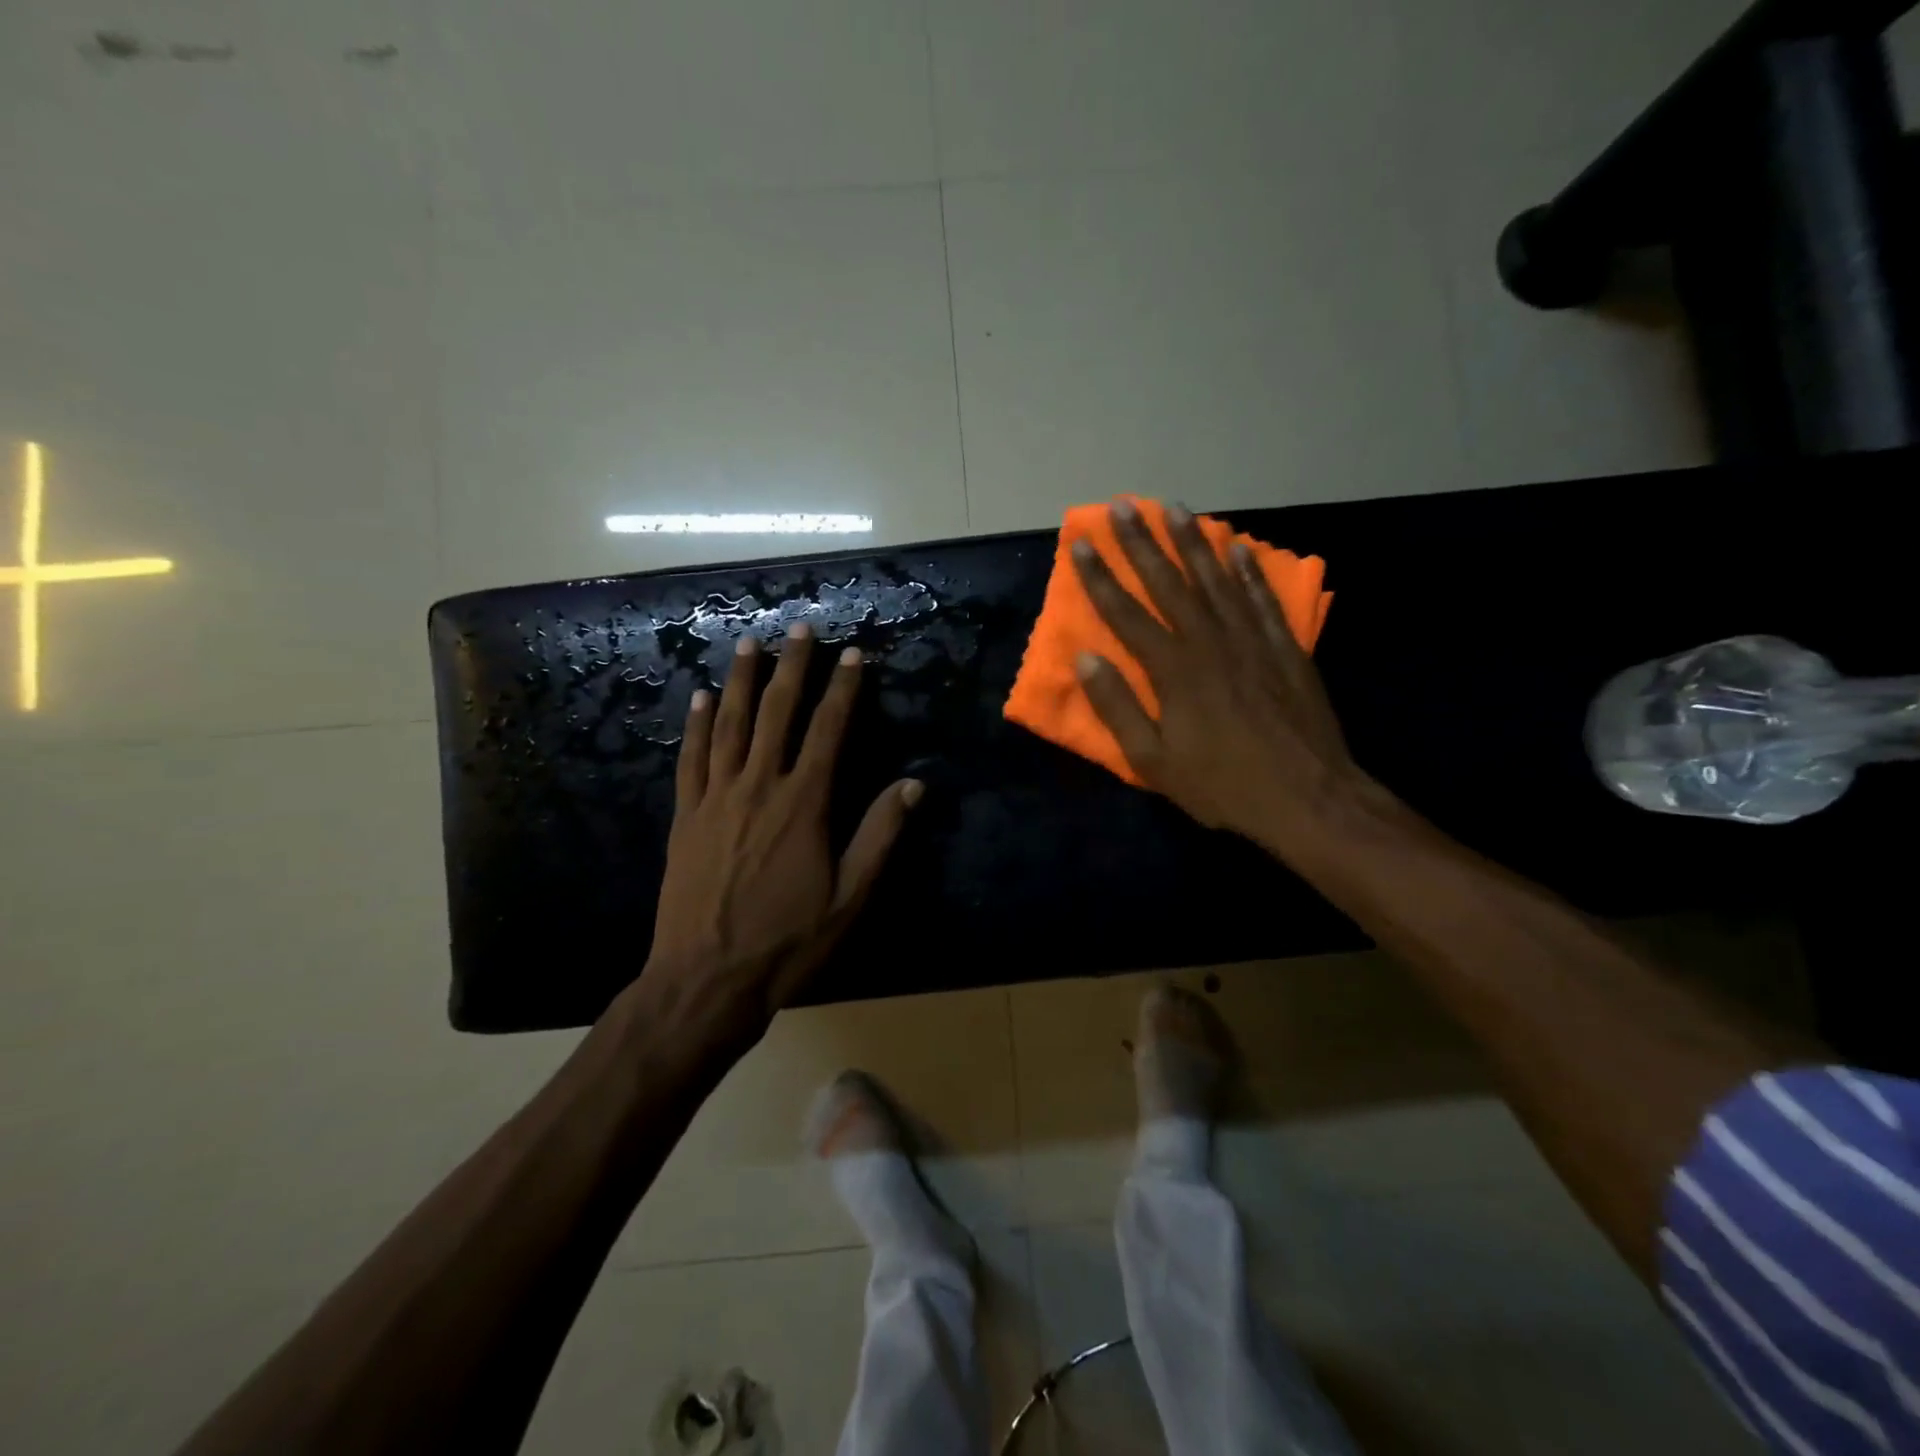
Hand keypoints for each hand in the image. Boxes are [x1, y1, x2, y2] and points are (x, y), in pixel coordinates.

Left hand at [642, 625, 921, 1033]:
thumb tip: (913, 785)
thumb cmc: (787, 942)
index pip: (827, 731)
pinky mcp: (686, 817)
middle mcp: (758, 787)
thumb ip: (879, 836)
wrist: (705, 980)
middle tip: (799, 628)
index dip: (842, 690)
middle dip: (792, 668)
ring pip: (730, 725)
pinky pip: (692, 759)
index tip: (852, 655)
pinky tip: (702, 699)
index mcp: (803, 804)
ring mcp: (716, 799)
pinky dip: (698, 725)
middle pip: (777, 714)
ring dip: (743, 681)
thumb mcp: (849, 898)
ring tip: (750, 644)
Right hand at [1071, 500, 1371, 857]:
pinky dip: (1248, 572)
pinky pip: (1263, 599)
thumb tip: (1087, 660)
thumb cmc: (1221, 784)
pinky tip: (1238, 549)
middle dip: (1143, 543)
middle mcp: (1210, 642)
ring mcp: (1252, 640)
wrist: (1307, 797)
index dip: (1100, 578)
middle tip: (1124, 506)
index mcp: (1173, 670)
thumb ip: (1118, 708)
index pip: (1126, 614)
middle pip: (1169, 583)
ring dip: (1193, 543)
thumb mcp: (1153, 761)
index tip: (1081, 544)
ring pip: (1216, 580)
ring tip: (1175, 509)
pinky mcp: (1285, 648)